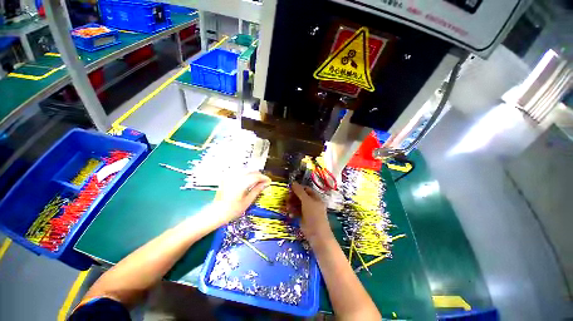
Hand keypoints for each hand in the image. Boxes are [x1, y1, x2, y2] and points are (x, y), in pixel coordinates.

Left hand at [213, 172, 270, 222]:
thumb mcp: (247, 202)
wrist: (215, 213)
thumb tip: (265, 184)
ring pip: (246, 171)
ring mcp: (230, 176)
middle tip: (264, 183)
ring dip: (254, 175)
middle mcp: (236, 177)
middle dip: (259, 176)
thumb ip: (256, 190)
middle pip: (252, 172)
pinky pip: (240, 173)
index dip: (264, 178)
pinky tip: (248, 182)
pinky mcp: (227, 177)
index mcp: (241, 183)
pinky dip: (247, 175)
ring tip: (257, 183)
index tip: (269, 181)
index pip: (256, 176)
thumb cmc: (232, 210)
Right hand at [290, 182, 331, 240]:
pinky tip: (290, 214)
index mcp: (315, 197)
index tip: (290, 189)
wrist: (317, 234)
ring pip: (298, 204)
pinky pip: (297, 211)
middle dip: (293, 197)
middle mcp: (312, 203)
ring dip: (292, 204)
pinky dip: (293, 212)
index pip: (306, 189)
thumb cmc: (313, 215)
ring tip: (287, 207)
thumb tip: (293, 182)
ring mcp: (308, 211)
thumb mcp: (307, 201)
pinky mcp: (303, 218)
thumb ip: (300, 191)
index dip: (298, 188)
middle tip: (286, 199)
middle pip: (301, 196)